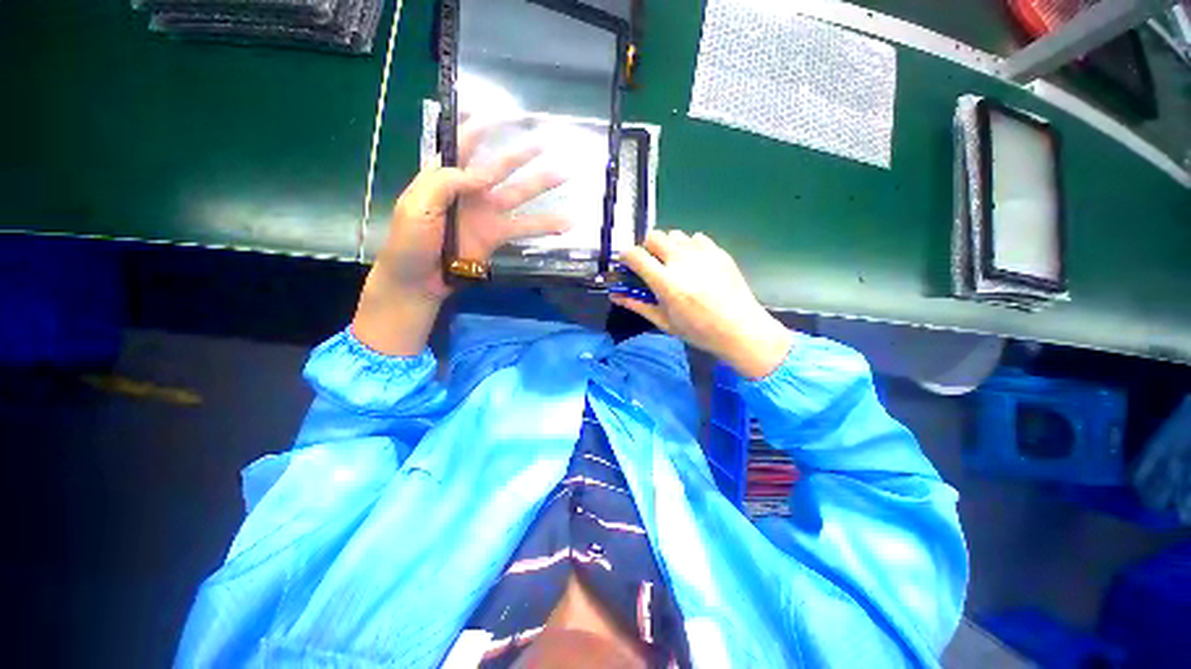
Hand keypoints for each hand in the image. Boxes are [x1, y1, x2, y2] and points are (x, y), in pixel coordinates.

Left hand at [353, 119, 569, 355]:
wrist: (419, 280)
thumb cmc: (410, 241)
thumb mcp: (417, 206)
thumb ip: (445, 182)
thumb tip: (481, 174)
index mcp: (444, 178)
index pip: (462, 146)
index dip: (479, 129)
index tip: (500, 115)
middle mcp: (469, 192)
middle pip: (499, 167)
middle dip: (521, 154)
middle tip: (545, 142)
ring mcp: (486, 214)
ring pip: (518, 195)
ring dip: (541, 185)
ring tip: (564, 173)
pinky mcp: (497, 236)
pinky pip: (524, 227)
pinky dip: (545, 225)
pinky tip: (565, 223)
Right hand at [613, 230, 792, 379]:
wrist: (740, 328)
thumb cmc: (699, 331)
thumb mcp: (664, 322)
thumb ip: (638, 305)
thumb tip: (616, 296)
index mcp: (666, 282)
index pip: (635, 255)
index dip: (626, 257)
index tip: (629, 265)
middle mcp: (682, 261)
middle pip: (654, 236)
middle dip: (648, 248)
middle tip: (653, 266)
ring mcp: (703, 253)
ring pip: (675, 234)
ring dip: (669, 246)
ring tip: (676, 265)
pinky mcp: (718, 251)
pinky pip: (696, 237)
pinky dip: (689, 246)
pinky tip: (695, 264)